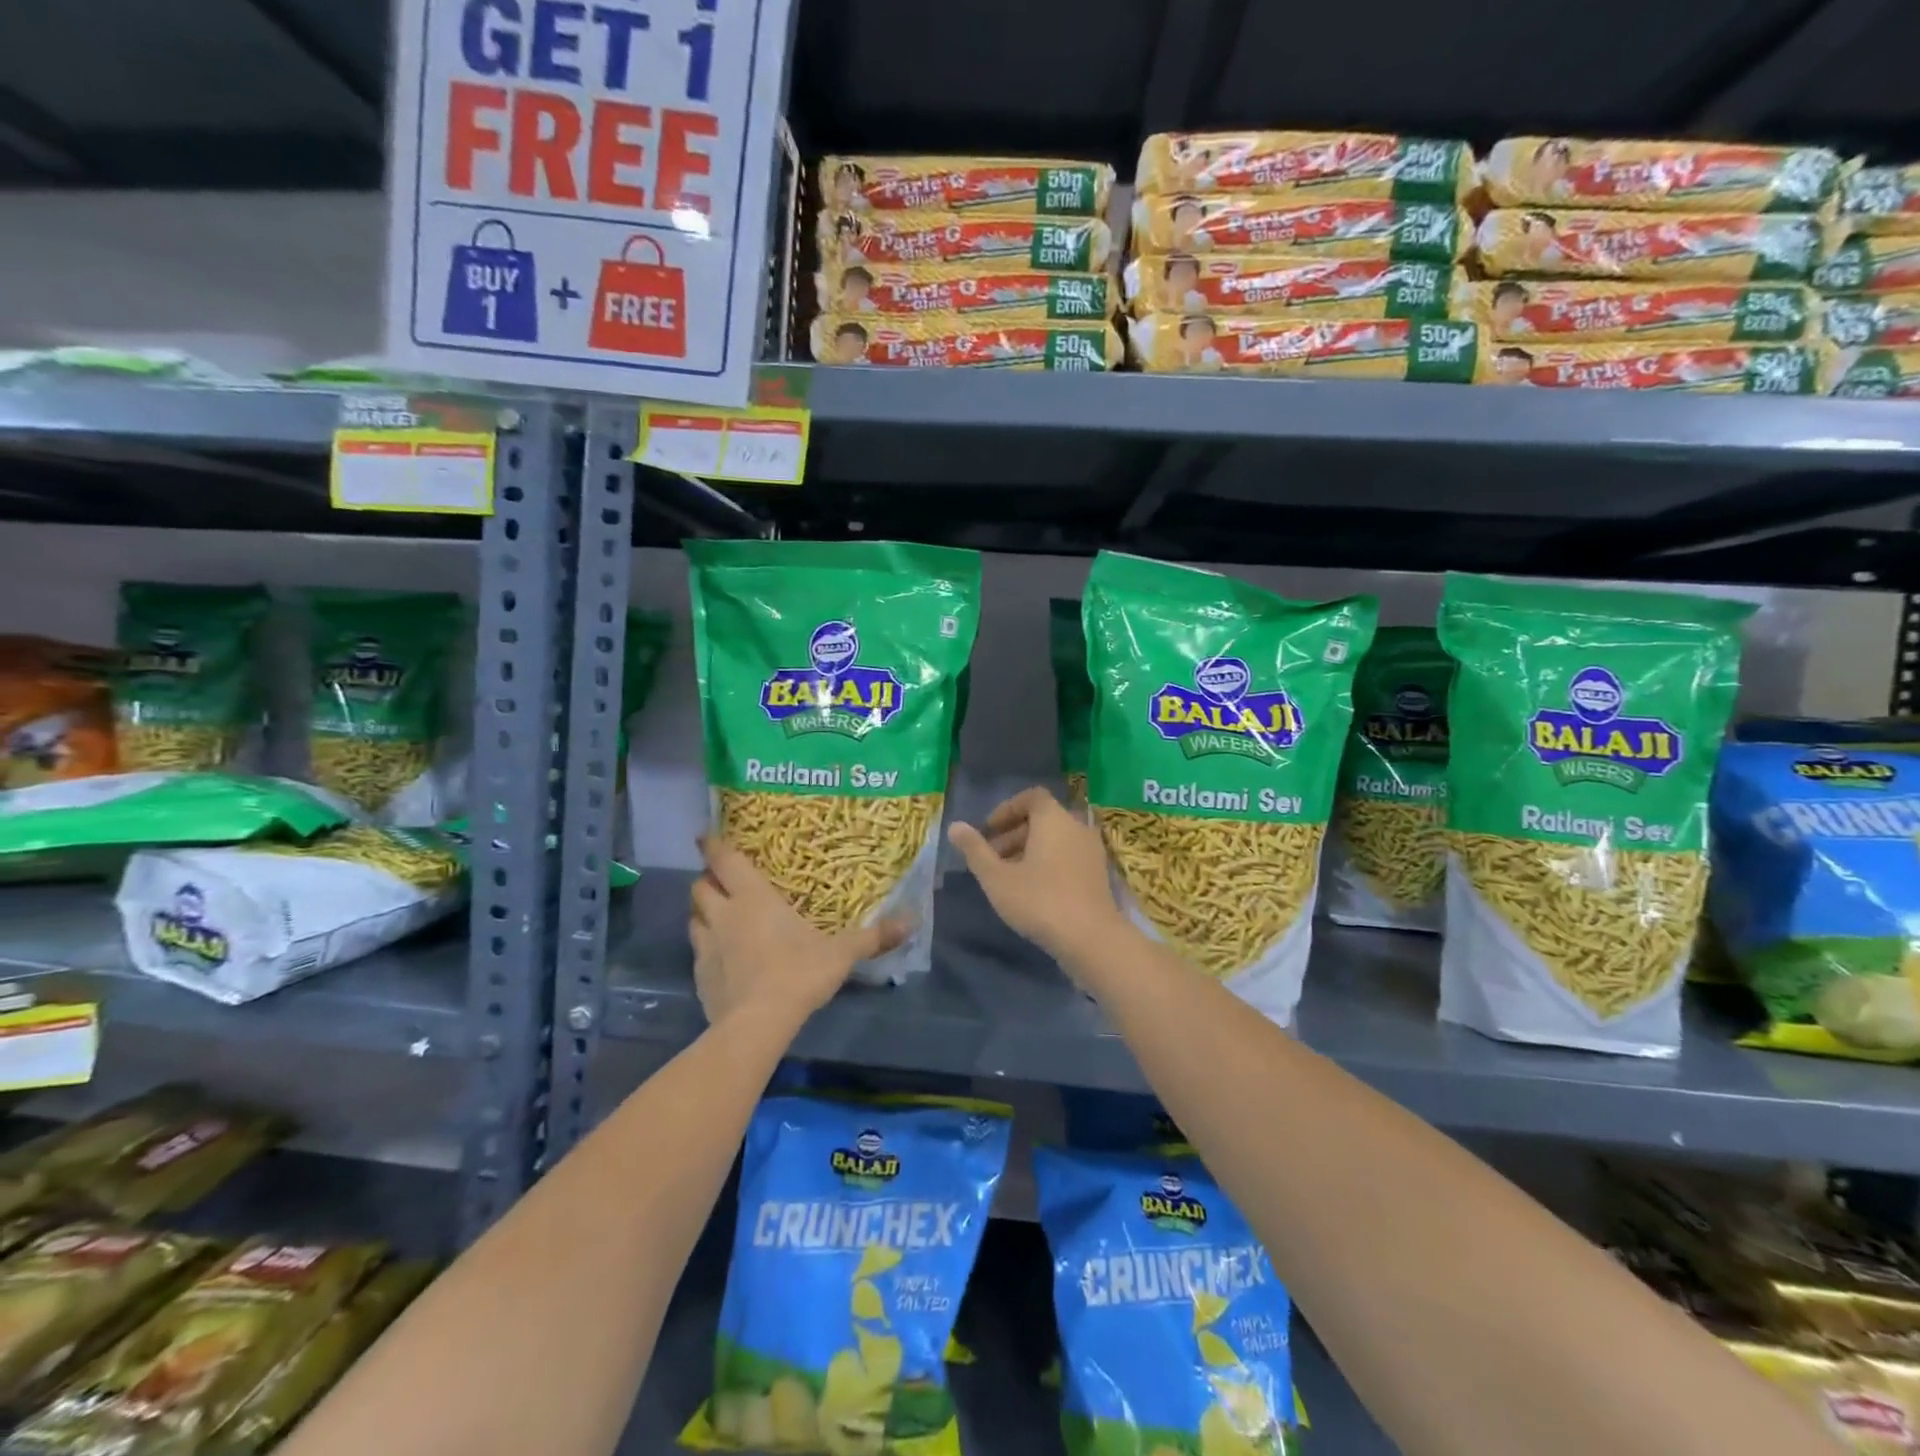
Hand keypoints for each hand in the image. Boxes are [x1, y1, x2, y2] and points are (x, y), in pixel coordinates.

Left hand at [689, 835, 907, 1029]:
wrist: (757, 1025)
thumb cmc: (798, 973)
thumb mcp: (841, 953)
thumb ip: (873, 936)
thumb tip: (913, 920)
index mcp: (753, 898)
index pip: (724, 860)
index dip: (712, 844)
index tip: (705, 834)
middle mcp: (724, 915)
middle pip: (700, 886)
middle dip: (708, 878)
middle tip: (722, 879)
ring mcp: (706, 947)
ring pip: (694, 917)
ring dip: (703, 912)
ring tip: (720, 915)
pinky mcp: (700, 976)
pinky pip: (698, 951)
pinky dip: (707, 948)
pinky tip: (723, 959)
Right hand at [947, 787, 1126, 967]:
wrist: (1091, 938)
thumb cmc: (1039, 901)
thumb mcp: (997, 877)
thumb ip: (975, 850)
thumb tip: (955, 826)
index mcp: (1053, 819)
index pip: (1031, 797)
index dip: (1006, 809)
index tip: (988, 831)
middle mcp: (1076, 826)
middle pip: (1042, 818)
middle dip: (1014, 833)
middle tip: (991, 857)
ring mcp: (1091, 850)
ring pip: (1056, 839)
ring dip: (1030, 849)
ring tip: (1008, 876)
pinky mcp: (1098, 873)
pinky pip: (1068, 854)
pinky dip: (1049, 861)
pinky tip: (1033, 889)